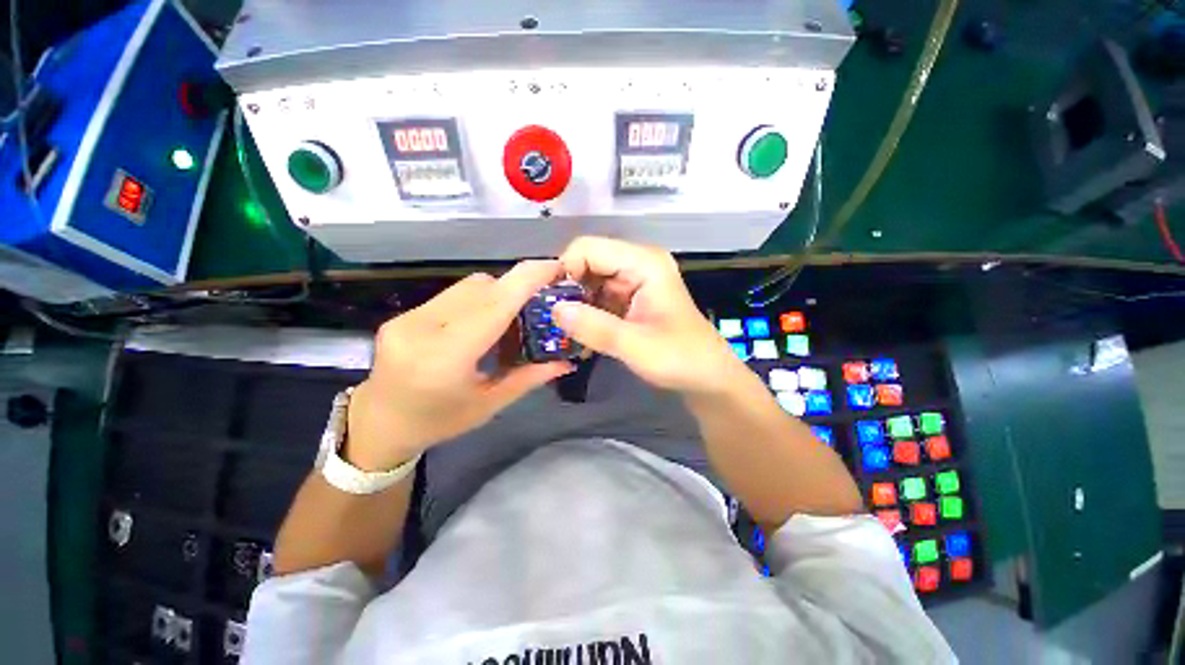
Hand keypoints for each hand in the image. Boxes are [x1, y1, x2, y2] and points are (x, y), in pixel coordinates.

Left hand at [346, 261, 572, 470]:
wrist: (380, 423)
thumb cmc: (439, 422)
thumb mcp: (489, 404)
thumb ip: (530, 377)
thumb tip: (567, 362)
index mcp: (446, 358)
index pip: (494, 304)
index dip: (528, 279)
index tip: (557, 267)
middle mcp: (423, 329)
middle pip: (483, 287)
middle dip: (517, 290)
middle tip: (539, 308)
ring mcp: (408, 317)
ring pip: (469, 286)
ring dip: (498, 295)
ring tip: (510, 322)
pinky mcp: (404, 314)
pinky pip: (454, 295)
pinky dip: (478, 302)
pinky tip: (483, 325)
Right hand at [552, 237, 745, 394]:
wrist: (707, 378)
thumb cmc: (681, 359)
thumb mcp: (636, 346)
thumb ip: (595, 327)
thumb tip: (553, 309)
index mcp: (644, 262)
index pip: (588, 248)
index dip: (564, 271)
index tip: (550, 305)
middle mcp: (636, 264)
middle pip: (586, 263)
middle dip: (567, 291)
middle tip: (553, 323)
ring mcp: (632, 281)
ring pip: (588, 282)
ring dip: (575, 306)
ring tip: (565, 333)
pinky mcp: (628, 299)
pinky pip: (597, 298)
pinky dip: (585, 315)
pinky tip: (580, 337)